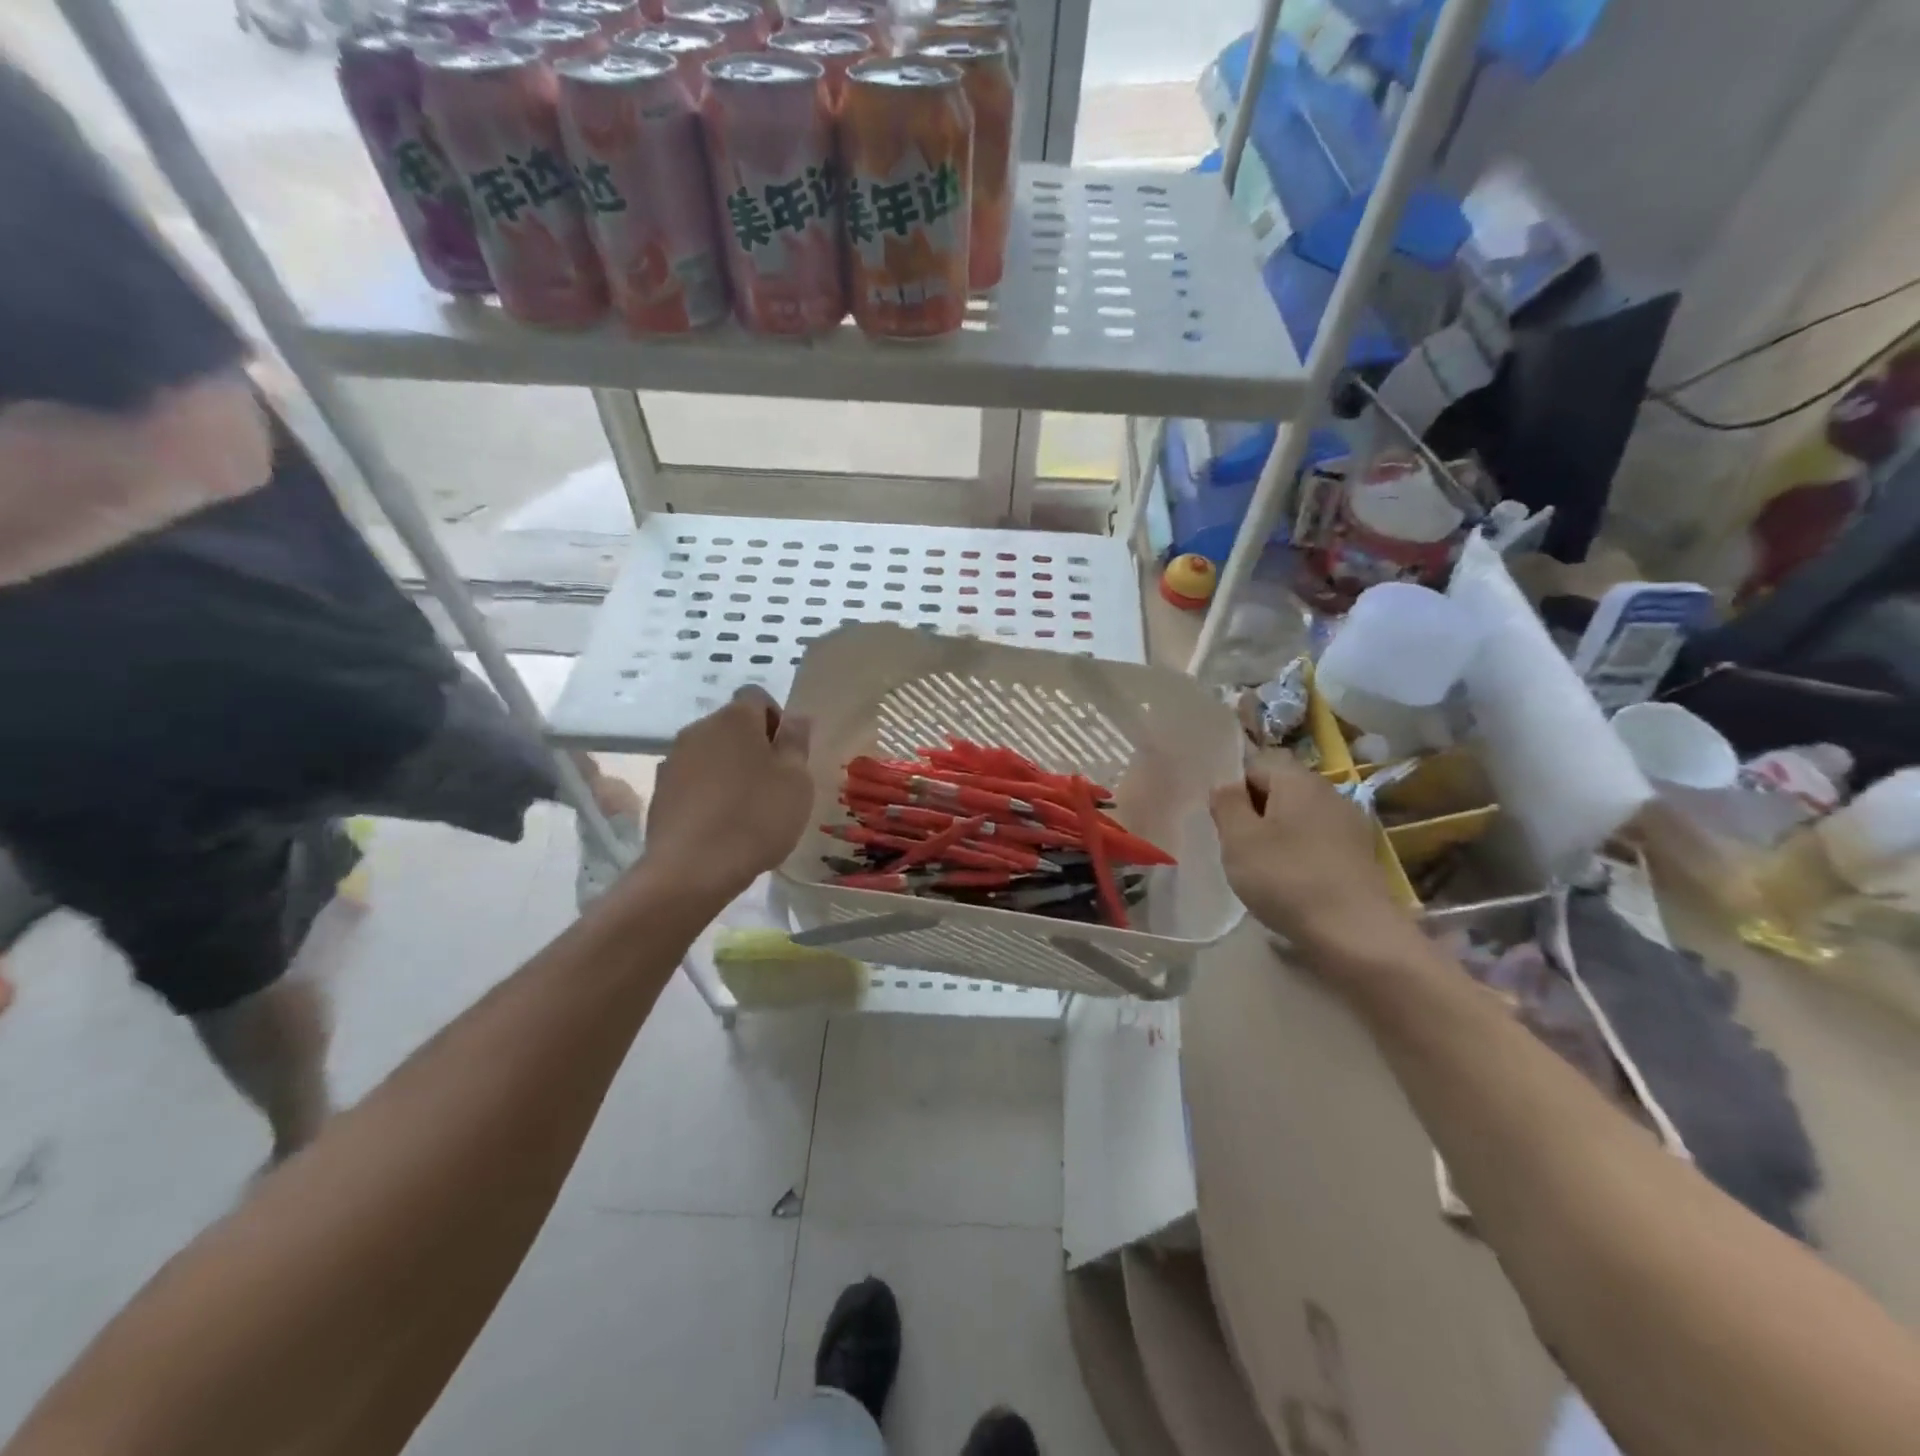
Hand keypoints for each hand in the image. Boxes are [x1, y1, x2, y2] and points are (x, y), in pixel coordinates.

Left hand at [644, 687, 814, 899]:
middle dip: (753, 746)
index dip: (776, 720)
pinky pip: (692, 781)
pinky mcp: (660, 791)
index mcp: (735, 719)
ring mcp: (673, 760)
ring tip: (746, 808)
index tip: (788, 754)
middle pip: (732, 725)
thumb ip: (796, 742)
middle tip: (774, 784)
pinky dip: (708, 792)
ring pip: (710, 754)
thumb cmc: (756, 817)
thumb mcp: (796, 780)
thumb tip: (796, 717)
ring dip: (729, 769)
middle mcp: (699, 729)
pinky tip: (720, 824)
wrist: (692, 869)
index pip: (757, 697)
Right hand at [1210, 757, 1410, 953]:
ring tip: (1260, 866)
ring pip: (1298, 816)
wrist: (1355, 934)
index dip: (1233, 787)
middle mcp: (1328, 792)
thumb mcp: (1239, 839)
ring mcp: (1349, 824)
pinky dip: (1298, 853)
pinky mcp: (1359, 855)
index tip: (1221, 820)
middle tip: (1235, 845)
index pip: (1256, 763)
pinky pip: (1317, 840)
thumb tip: (1225, 785)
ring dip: (1276, 833)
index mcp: (1298, 780)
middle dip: (1254, 810)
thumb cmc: (1287, 878)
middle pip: (1280, 788)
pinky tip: (1290, 881)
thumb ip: (1227, 804)